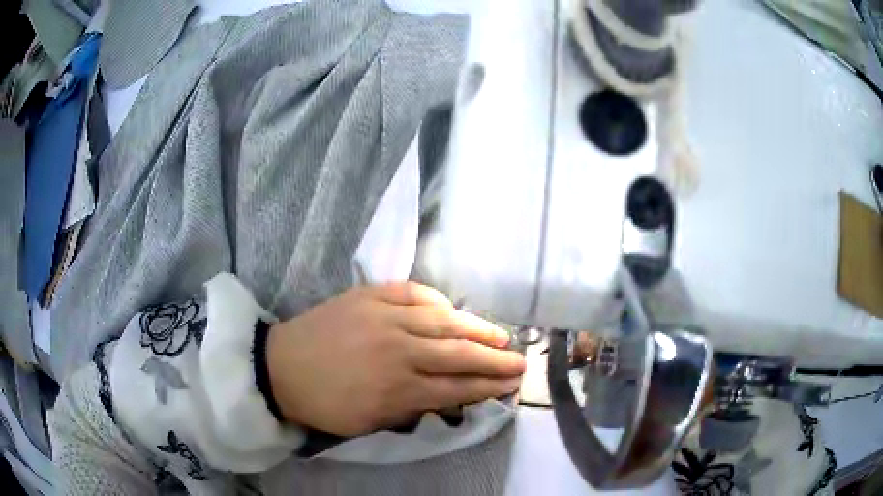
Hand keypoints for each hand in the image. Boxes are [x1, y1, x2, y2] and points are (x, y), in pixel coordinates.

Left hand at [266, 282, 525, 436]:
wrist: (281, 368)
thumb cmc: (325, 404)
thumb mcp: (371, 422)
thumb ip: (413, 409)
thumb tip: (447, 397)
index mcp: (398, 389)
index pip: (457, 388)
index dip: (488, 386)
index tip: (512, 384)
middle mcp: (399, 351)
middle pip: (458, 354)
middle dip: (494, 360)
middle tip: (519, 361)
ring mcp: (384, 317)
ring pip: (442, 321)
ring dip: (476, 328)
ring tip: (500, 334)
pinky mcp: (368, 296)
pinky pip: (412, 292)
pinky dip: (436, 300)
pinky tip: (451, 308)